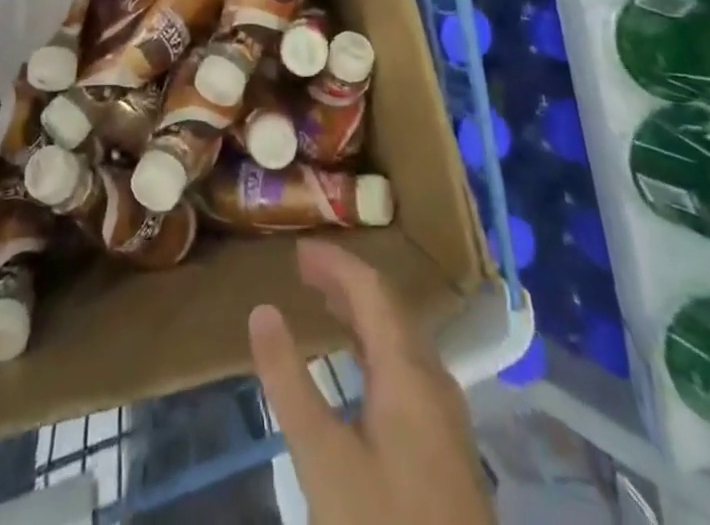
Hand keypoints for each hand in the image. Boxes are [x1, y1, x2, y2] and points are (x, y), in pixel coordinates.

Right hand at [250, 239, 492, 524]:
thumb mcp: (322, 459)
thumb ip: (289, 382)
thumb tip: (261, 310)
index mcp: (409, 371)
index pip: (372, 290)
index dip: (336, 262)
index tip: (297, 249)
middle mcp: (434, 380)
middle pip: (391, 309)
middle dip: (347, 282)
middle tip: (304, 270)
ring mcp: (447, 416)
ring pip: (403, 339)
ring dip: (364, 313)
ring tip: (325, 303)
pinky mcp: (447, 448)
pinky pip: (409, 367)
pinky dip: (377, 345)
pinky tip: (361, 367)